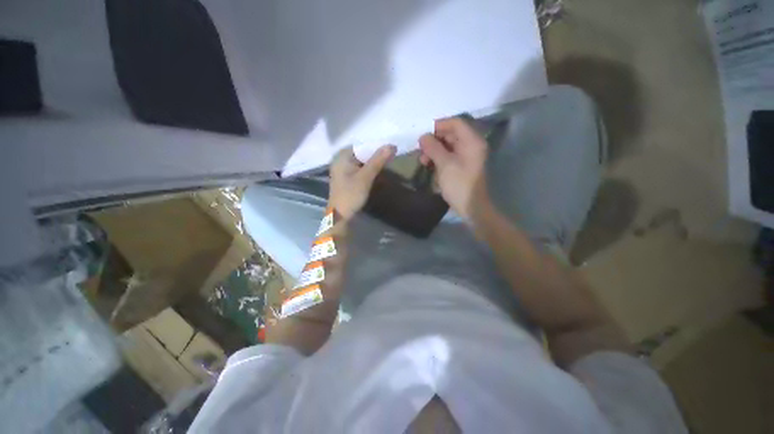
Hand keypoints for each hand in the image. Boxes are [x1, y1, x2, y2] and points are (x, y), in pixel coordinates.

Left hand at [329, 145, 395, 220]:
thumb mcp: (365, 177)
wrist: (341, 215)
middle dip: (375, 153)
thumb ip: (377, 161)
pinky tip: (377, 169)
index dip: (376, 145)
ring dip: (373, 161)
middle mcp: (341, 159)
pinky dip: (368, 168)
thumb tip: (391, 145)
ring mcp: (343, 169)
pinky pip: (359, 168)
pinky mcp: (347, 177)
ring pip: (361, 160)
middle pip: (361, 152)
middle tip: (391, 154)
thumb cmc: (351, 195)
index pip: (361, 145)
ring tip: (388, 160)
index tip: (390, 147)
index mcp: (342, 156)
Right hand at [419, 117, 489, 219]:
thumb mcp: (444, 164)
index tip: (423, 133)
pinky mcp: (462, 166)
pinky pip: (449, 156)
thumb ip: (433, 148)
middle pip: (451, 134)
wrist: (471, 207)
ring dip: (434, 151)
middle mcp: (471, 145)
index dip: (439, 125)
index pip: (455, 123)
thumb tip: (423, 137)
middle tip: (421, 149)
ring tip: (423, 160)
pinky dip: (438, 159)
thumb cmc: (459, 184)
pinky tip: (429, 165)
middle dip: (434, 140)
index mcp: (471, 141)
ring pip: (448, 146)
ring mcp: (467, 156)